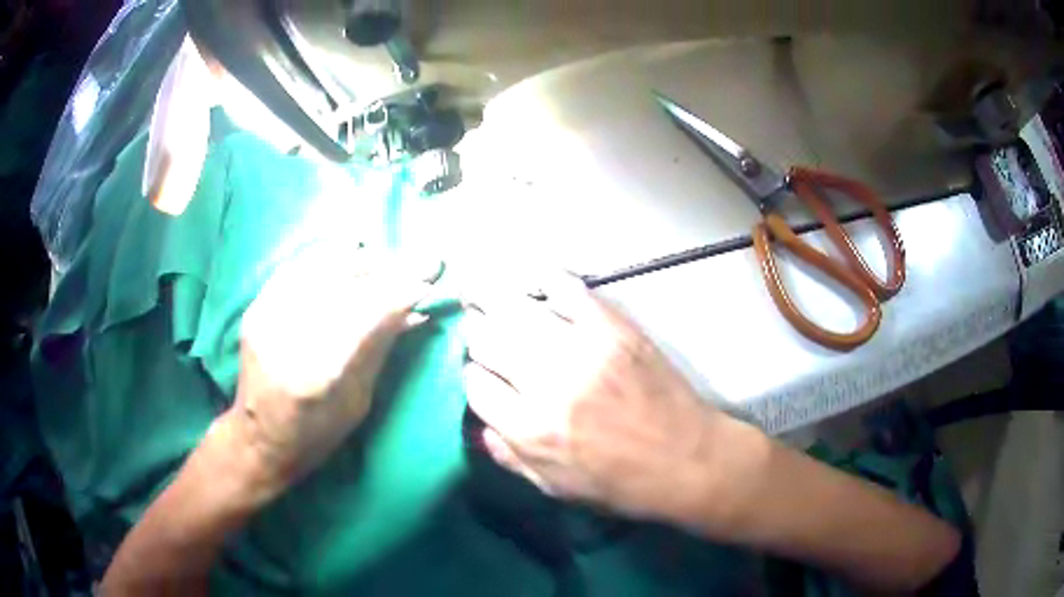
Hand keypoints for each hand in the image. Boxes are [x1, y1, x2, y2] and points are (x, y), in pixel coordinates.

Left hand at [226, 244, 430, 499]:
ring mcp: (267, 316)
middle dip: (386, 269)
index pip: (369, 311)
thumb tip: (415, 310)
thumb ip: (379, 349)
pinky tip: (346, 261)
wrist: (259, 439)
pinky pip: (298, 267)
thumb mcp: (358, 402)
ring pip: (320, 265)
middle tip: (413, 265)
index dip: (404, 288)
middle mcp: (289, 336)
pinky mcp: (256, 308)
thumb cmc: (316, 435)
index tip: (432, 274)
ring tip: (381, 265)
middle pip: (345, 281)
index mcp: (320, 373)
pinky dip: (327, 260)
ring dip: (358, 261)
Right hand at [463, 273, 734, 523]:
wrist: (686, 459)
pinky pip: (567, 289)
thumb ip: (509, 456)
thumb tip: (479, 424)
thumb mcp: (555, 487)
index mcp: (528, 429)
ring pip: (515, 309)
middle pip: (486, 339)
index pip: (475, 384)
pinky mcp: (612, 328)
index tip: (484, 375)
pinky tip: (535, 281)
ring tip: (480, 289)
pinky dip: (546, 280)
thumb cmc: (620, 484)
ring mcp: (581, 349)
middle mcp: (546, 383)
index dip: (474, 377)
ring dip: (492, 299)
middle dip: (477, 334)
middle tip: (482, 332)